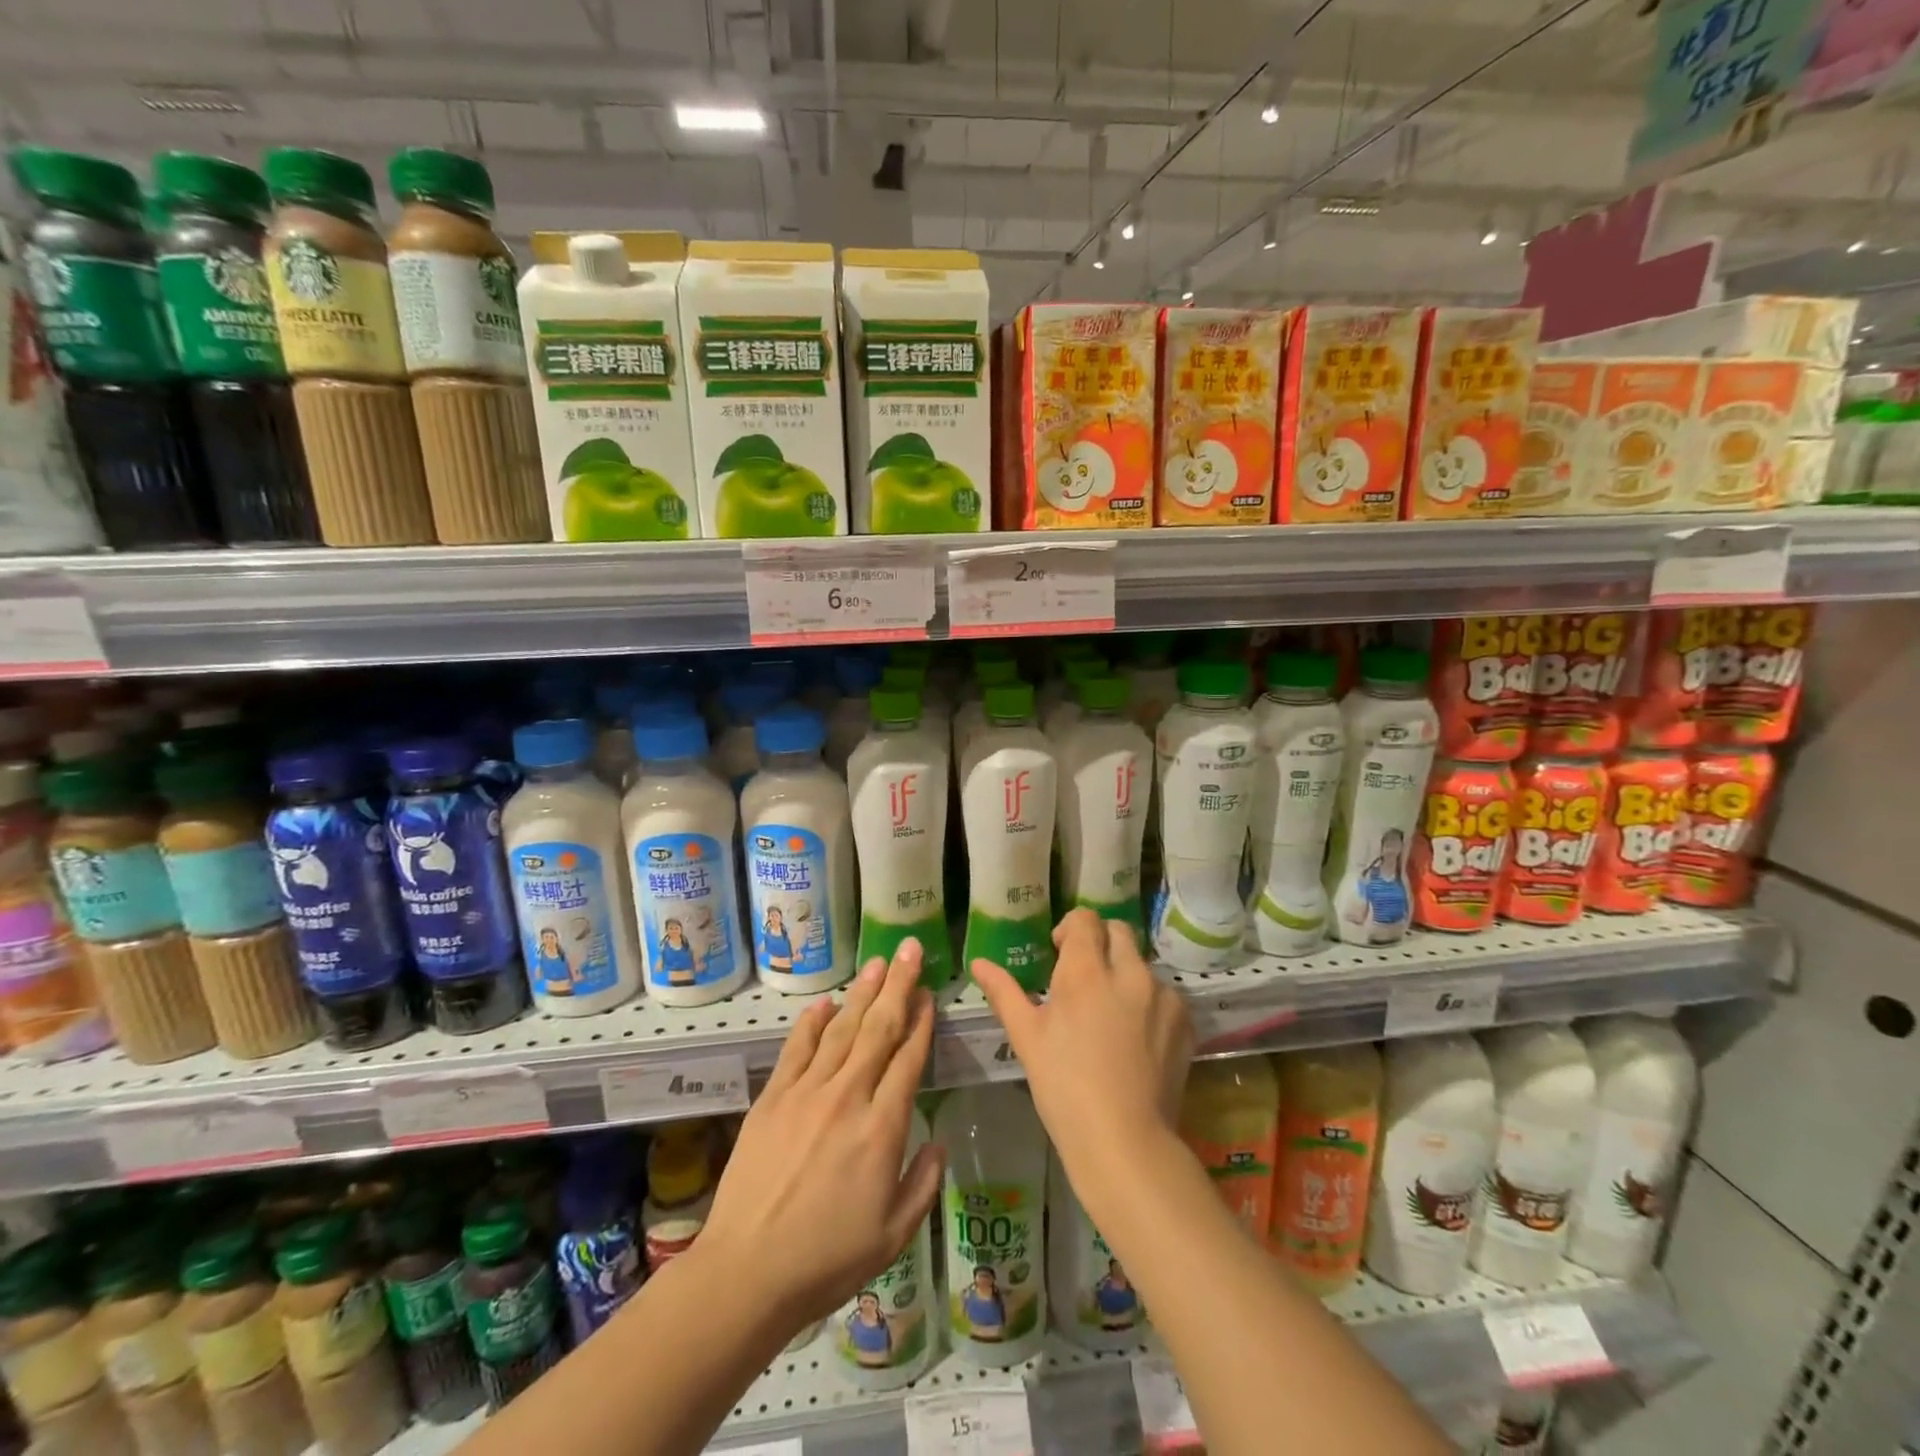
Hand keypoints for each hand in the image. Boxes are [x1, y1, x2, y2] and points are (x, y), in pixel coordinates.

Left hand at [699, 938, 943, 1330]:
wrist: (748, 1272)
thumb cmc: (828, 1259)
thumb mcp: (894, 1235)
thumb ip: (923, 1183)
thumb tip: (938, 1142)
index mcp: (882, 1128)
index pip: (908, 1059)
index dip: (921, 1022)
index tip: (929, 994)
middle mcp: (848, 1096)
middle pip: (879, 1029)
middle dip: (898, 985)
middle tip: (909, 949)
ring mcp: (807, 1092)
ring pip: (841, 1028)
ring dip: (862, 992)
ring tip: (877, 963)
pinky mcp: (773, 1097)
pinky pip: (797, 1047)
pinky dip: (812, 1020)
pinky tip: (826, 1001)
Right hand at [972, 909, 1192, 1204]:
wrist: (1124, 1141)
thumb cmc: (1064, 1087)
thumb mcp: (1026, 1038)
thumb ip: (1004, 992)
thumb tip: (979, 962)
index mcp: (1086, 971)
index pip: (1084, 920)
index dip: (1070, 930)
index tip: (1059, 954)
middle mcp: (1129, 972)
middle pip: (1118, 931)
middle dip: (1100, 942)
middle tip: (1084, 977)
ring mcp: (1162, 996)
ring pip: (1142, 964)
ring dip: (1125, 974)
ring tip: (1110, 1013)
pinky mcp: (1185, 1021)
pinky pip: (1164, 995)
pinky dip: (1148, 1003)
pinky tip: (1135, 1038)